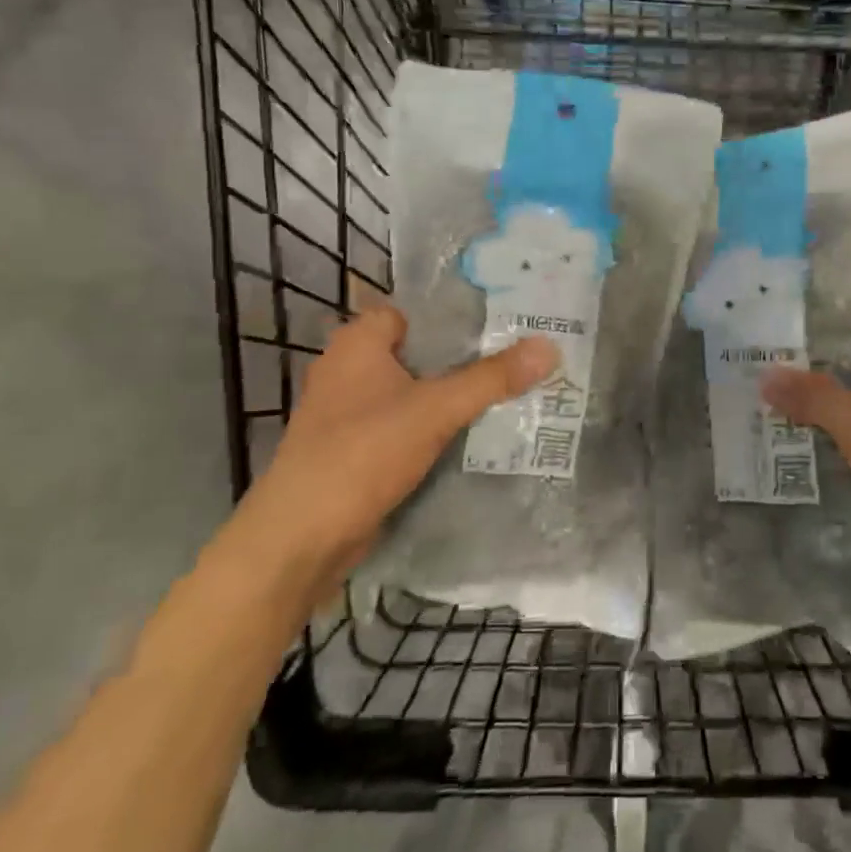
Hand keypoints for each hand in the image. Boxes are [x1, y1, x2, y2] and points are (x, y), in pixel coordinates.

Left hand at [225, 307, 557, 599]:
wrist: (300, 541)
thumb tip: (550, 346)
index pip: (415, 310)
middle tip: (520, 354)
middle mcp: (349, 369)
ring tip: (511, 390)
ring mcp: (350, 412)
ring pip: (416, 390)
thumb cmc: (361, 454)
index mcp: (357, 343)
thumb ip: (492, 377)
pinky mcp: (356, 449)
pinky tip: (477, 433)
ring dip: (454, 394)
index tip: (506, 319)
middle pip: (421, 351)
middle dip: (466, 356)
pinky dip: (436, 426)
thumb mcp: (435, 409)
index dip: (457, 314)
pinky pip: (407, 424)